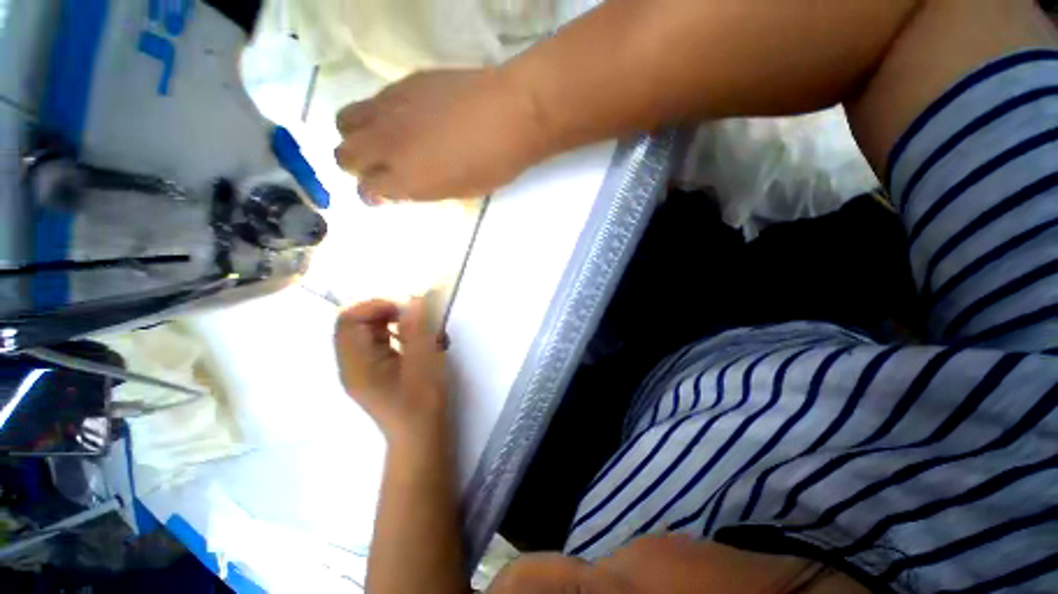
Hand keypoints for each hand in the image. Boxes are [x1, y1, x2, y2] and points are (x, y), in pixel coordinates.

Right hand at [334, 68, 547, 201]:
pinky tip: (402, 118)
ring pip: (346, 122)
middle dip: (355, 166)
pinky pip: (372, 101)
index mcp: (405, 180)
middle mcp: (387, 145)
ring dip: (356, 136)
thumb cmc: (493, 164)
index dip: (373, 195)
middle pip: (344, 155)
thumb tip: (402, 187)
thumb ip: (424, 190)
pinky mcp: (401, 84)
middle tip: (377, 168)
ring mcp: (390, 110)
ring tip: (381, 140)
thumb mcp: (459, 192)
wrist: (509, 115)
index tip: (382, 196)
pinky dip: (377, 115)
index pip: (367, 190)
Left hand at [334, 298, 447, 442]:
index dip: (375, 306)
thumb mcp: (424, 362)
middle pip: (354, 323)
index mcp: (357, 364)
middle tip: (414, 317)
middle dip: (384, 313)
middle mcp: (350, 364)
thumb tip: (413, 300)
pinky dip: (391, 334)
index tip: (406, 309)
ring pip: (365, 332)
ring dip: (389, 323)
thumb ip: (417, 330)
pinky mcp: (370, 372)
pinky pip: (373, 342)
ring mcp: (359, 369)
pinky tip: (412, 342)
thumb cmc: (423, 402)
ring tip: (417, 330)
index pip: (349, 320)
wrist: (419, 436)